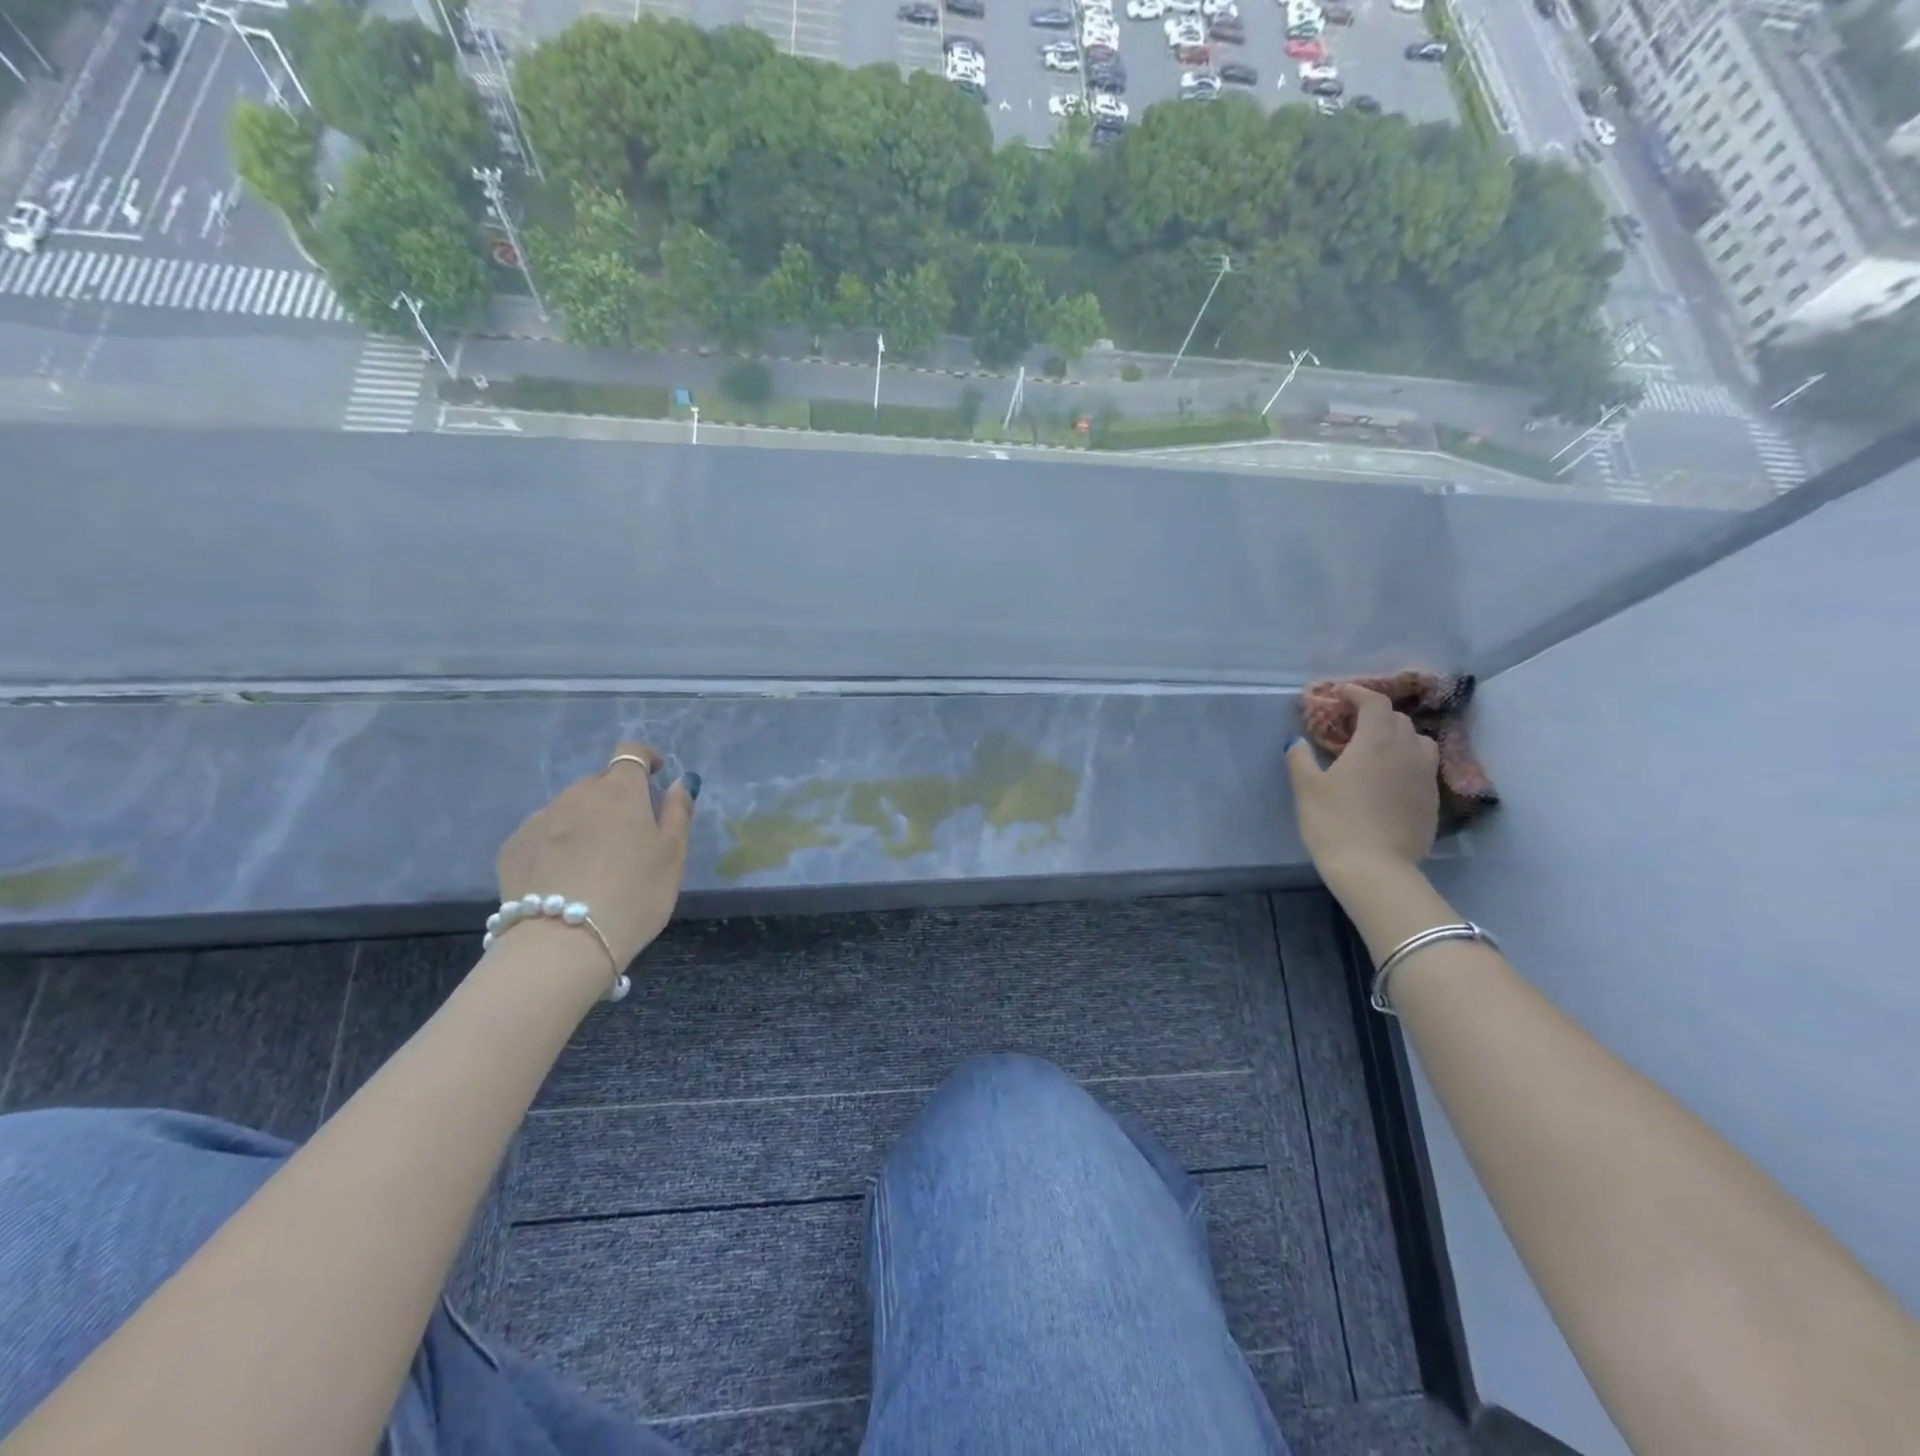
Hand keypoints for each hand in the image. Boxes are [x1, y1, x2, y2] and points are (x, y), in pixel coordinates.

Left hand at [495, 742, 695, 970]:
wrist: (562, 944)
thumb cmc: (634, 896)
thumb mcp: (672, 856)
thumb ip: (677, 812)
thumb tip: (679, 781)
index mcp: (620, 792)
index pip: (630, 752)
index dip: (644, 757)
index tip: (655, 774)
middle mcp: (576, 795)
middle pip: (599, 783)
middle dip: (615, 798)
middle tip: (628, 835)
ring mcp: (540, 820)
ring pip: (569, 808)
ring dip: (584, 821)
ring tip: (593, 861)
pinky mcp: (513, 848)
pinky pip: (542, 833)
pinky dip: (555, 844)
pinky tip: (563, 877)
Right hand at [1288, 684, 1438, 885]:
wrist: (1375, 869)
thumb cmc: (1334, 822)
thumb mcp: (1307, 788)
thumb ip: (1300, 758)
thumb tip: (1296, 742)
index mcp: (1376, 742)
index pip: (1375, 703)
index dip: (1358, 693)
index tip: (1340, 694)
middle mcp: (1407, 751)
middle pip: (1398, 719)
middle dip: (1375, 714)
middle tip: (1351, 723)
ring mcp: (1425, 777)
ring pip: (1419, 742)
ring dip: (1399, 736)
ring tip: (1378, 748)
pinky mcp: (1432, 800)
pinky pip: (1423, 768)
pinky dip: (1407, 762)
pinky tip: (1389, 779)